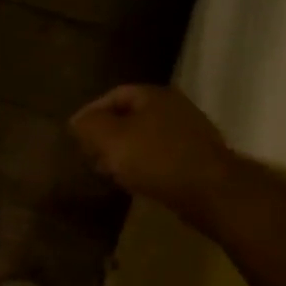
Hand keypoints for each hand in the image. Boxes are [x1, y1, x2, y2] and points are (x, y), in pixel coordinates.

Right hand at [69, 85, 236, 225]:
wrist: (210, 190)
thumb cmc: (155, 158)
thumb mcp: (110, 138)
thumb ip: (89, 125)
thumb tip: (77, 121)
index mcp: (153, 95)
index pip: (113, 95)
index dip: (90, 113)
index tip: (75, 134)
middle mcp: (174, 107)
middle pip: (130, 116)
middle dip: (106, 134)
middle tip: (89, 154)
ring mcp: (189, 132)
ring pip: (145, 137)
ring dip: (124, 151)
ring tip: (108, 171)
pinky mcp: (197, 157)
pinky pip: (160, 155)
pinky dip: (142, 164)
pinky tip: (134, 181)